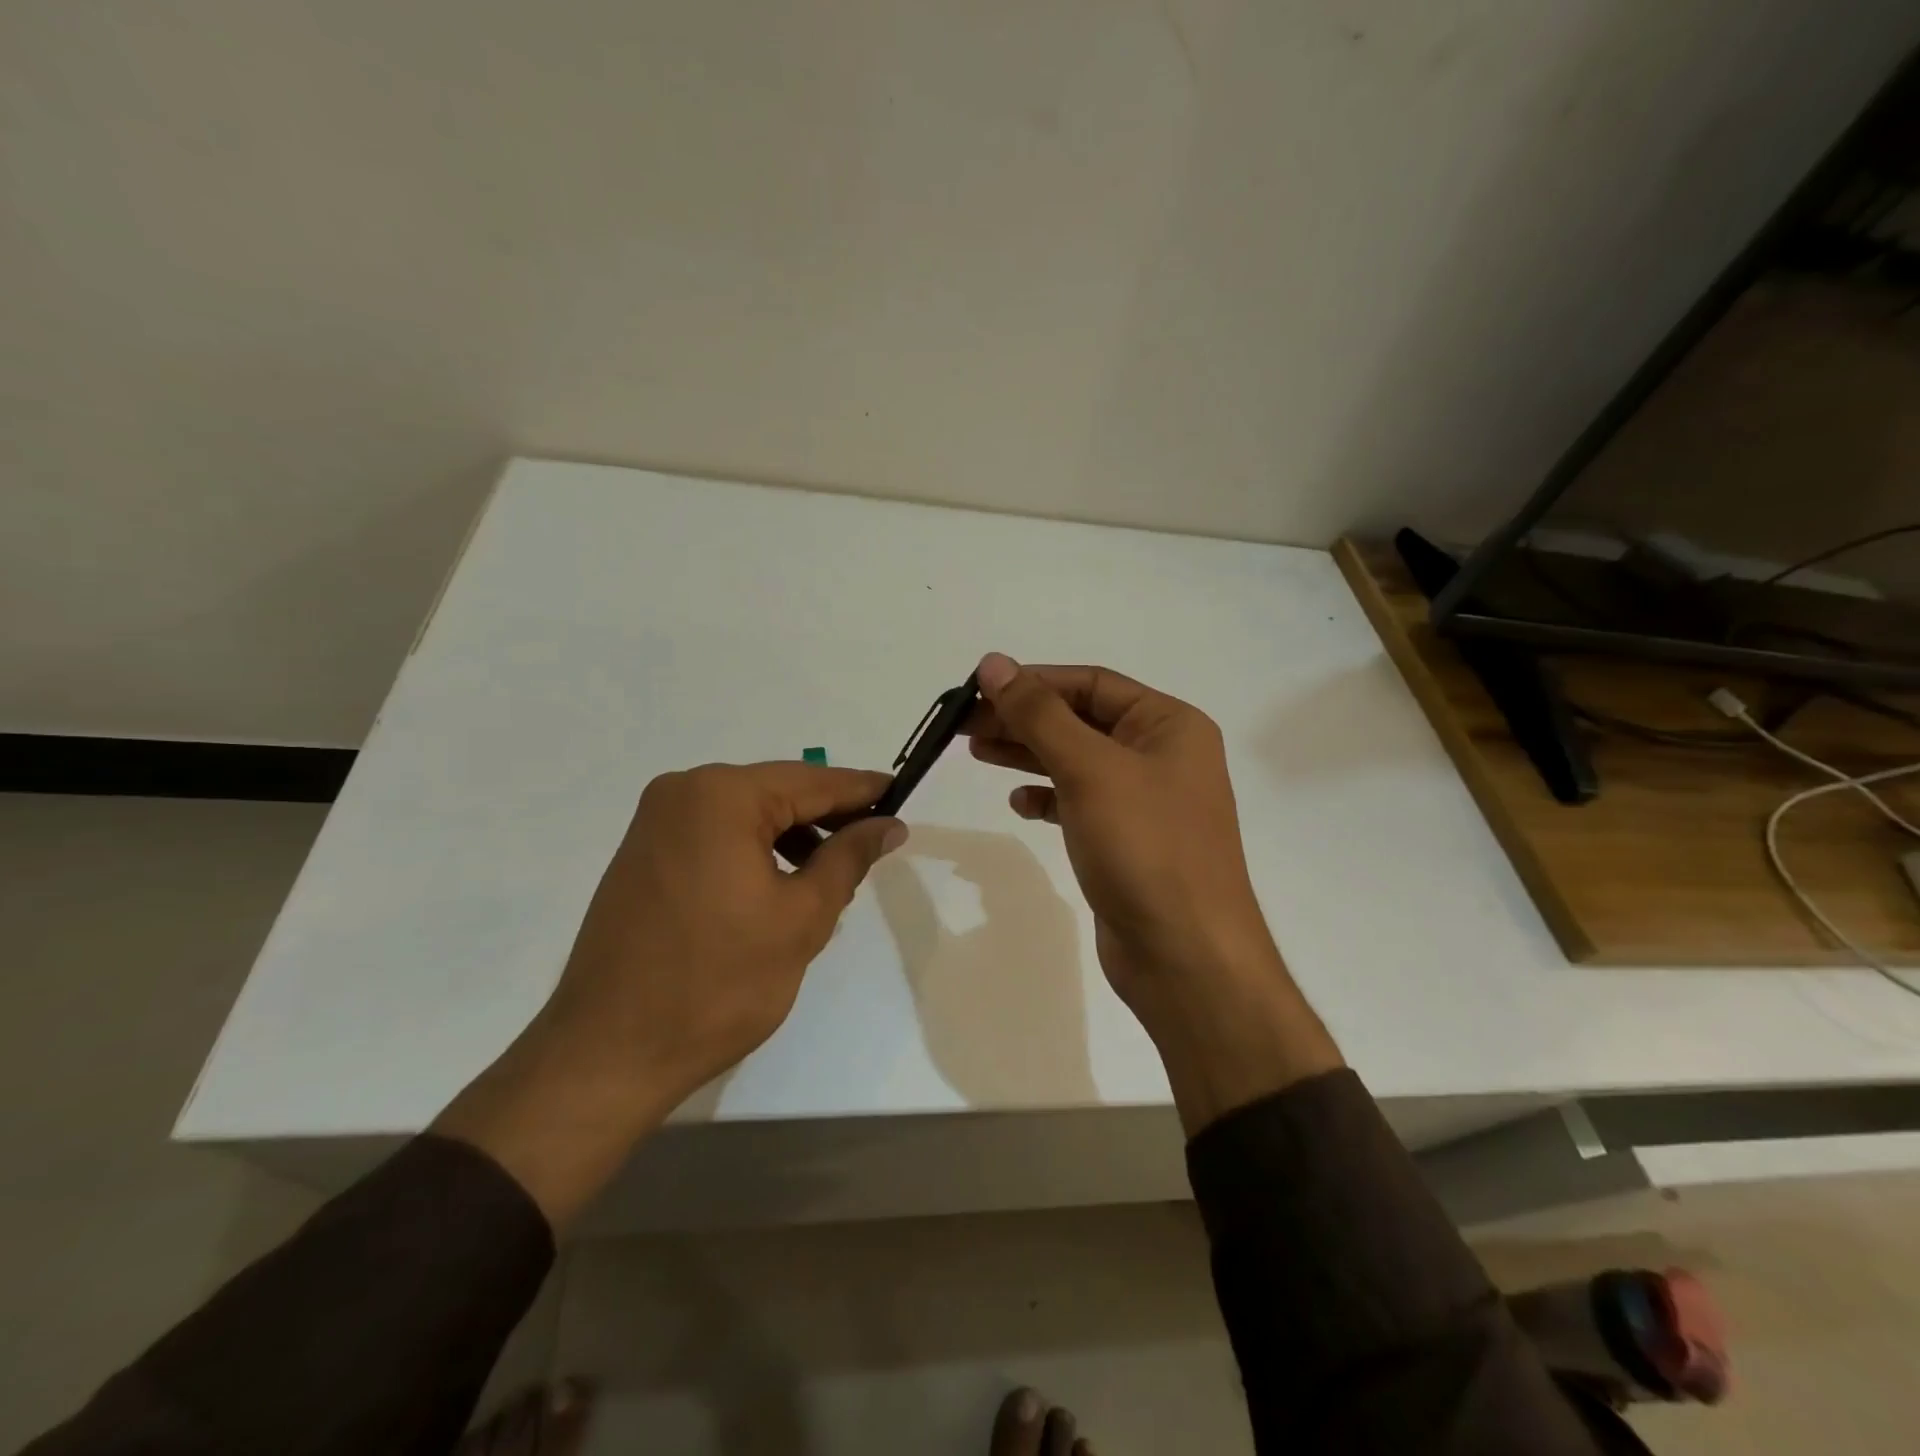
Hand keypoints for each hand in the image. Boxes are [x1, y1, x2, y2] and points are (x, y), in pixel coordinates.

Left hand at [436, 762, 903, 1225]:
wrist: (609, 1053)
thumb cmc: (718, 983)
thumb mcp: (802, 918)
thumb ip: (849, 858)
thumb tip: (889, 824)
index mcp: (720, 796)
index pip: (811, 782)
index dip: (862, 790)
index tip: (901, 795)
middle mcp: (682, 792)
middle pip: (777, 792)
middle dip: (827, 816)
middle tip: (875, 839)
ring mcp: (655, 822)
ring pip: (747, 814)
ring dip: (792, 836)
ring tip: (832, 873)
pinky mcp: (644, 854)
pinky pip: (716, 834)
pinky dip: (755, 850)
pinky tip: (782, 883)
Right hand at [967, 654, 1341, 1130]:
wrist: (1185, 956)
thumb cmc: (1144, 847)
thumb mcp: (1089, 769)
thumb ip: (1039, 714)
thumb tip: (994, 662)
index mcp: (1169, 725)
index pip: (1091, 683)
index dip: (1033, 681)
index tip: (977, 687)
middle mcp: (1162, 755)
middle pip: (1080, 720)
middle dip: (1023, 718)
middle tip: (963, 725)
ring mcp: (1146, 801)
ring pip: (1076, 761)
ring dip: (1028, 753)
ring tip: (976, 751)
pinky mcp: (1127, 841)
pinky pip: (1080, 803)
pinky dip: (1048, 798)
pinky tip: (1019, 804)